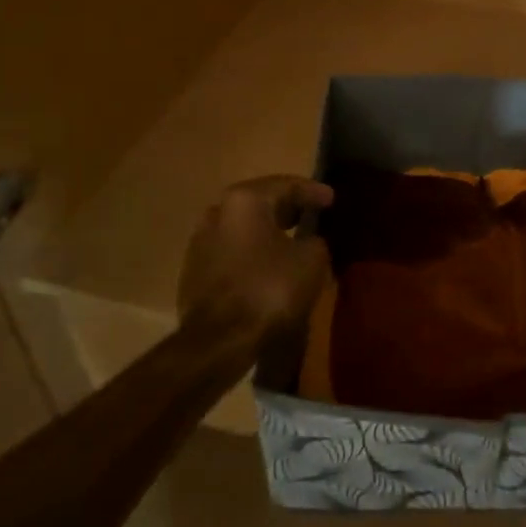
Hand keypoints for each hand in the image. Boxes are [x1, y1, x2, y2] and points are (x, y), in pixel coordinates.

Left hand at [178, 176, 333, 342]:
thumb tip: (309, 242)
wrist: (218, 341)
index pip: (286, 185)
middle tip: (310, 214)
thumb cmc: (269, 289)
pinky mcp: (193, 274)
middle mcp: (217, 213)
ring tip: (291, 242)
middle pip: (260, 204)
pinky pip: (232, 255)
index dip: (312, 191)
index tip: (331, 199)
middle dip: (287, 210)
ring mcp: (200, 244)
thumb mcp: (312, 260)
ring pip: (243, 230)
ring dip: (267, 234)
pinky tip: (269, 268)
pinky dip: (252, 255)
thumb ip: (315, 241)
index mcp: (244, 201)